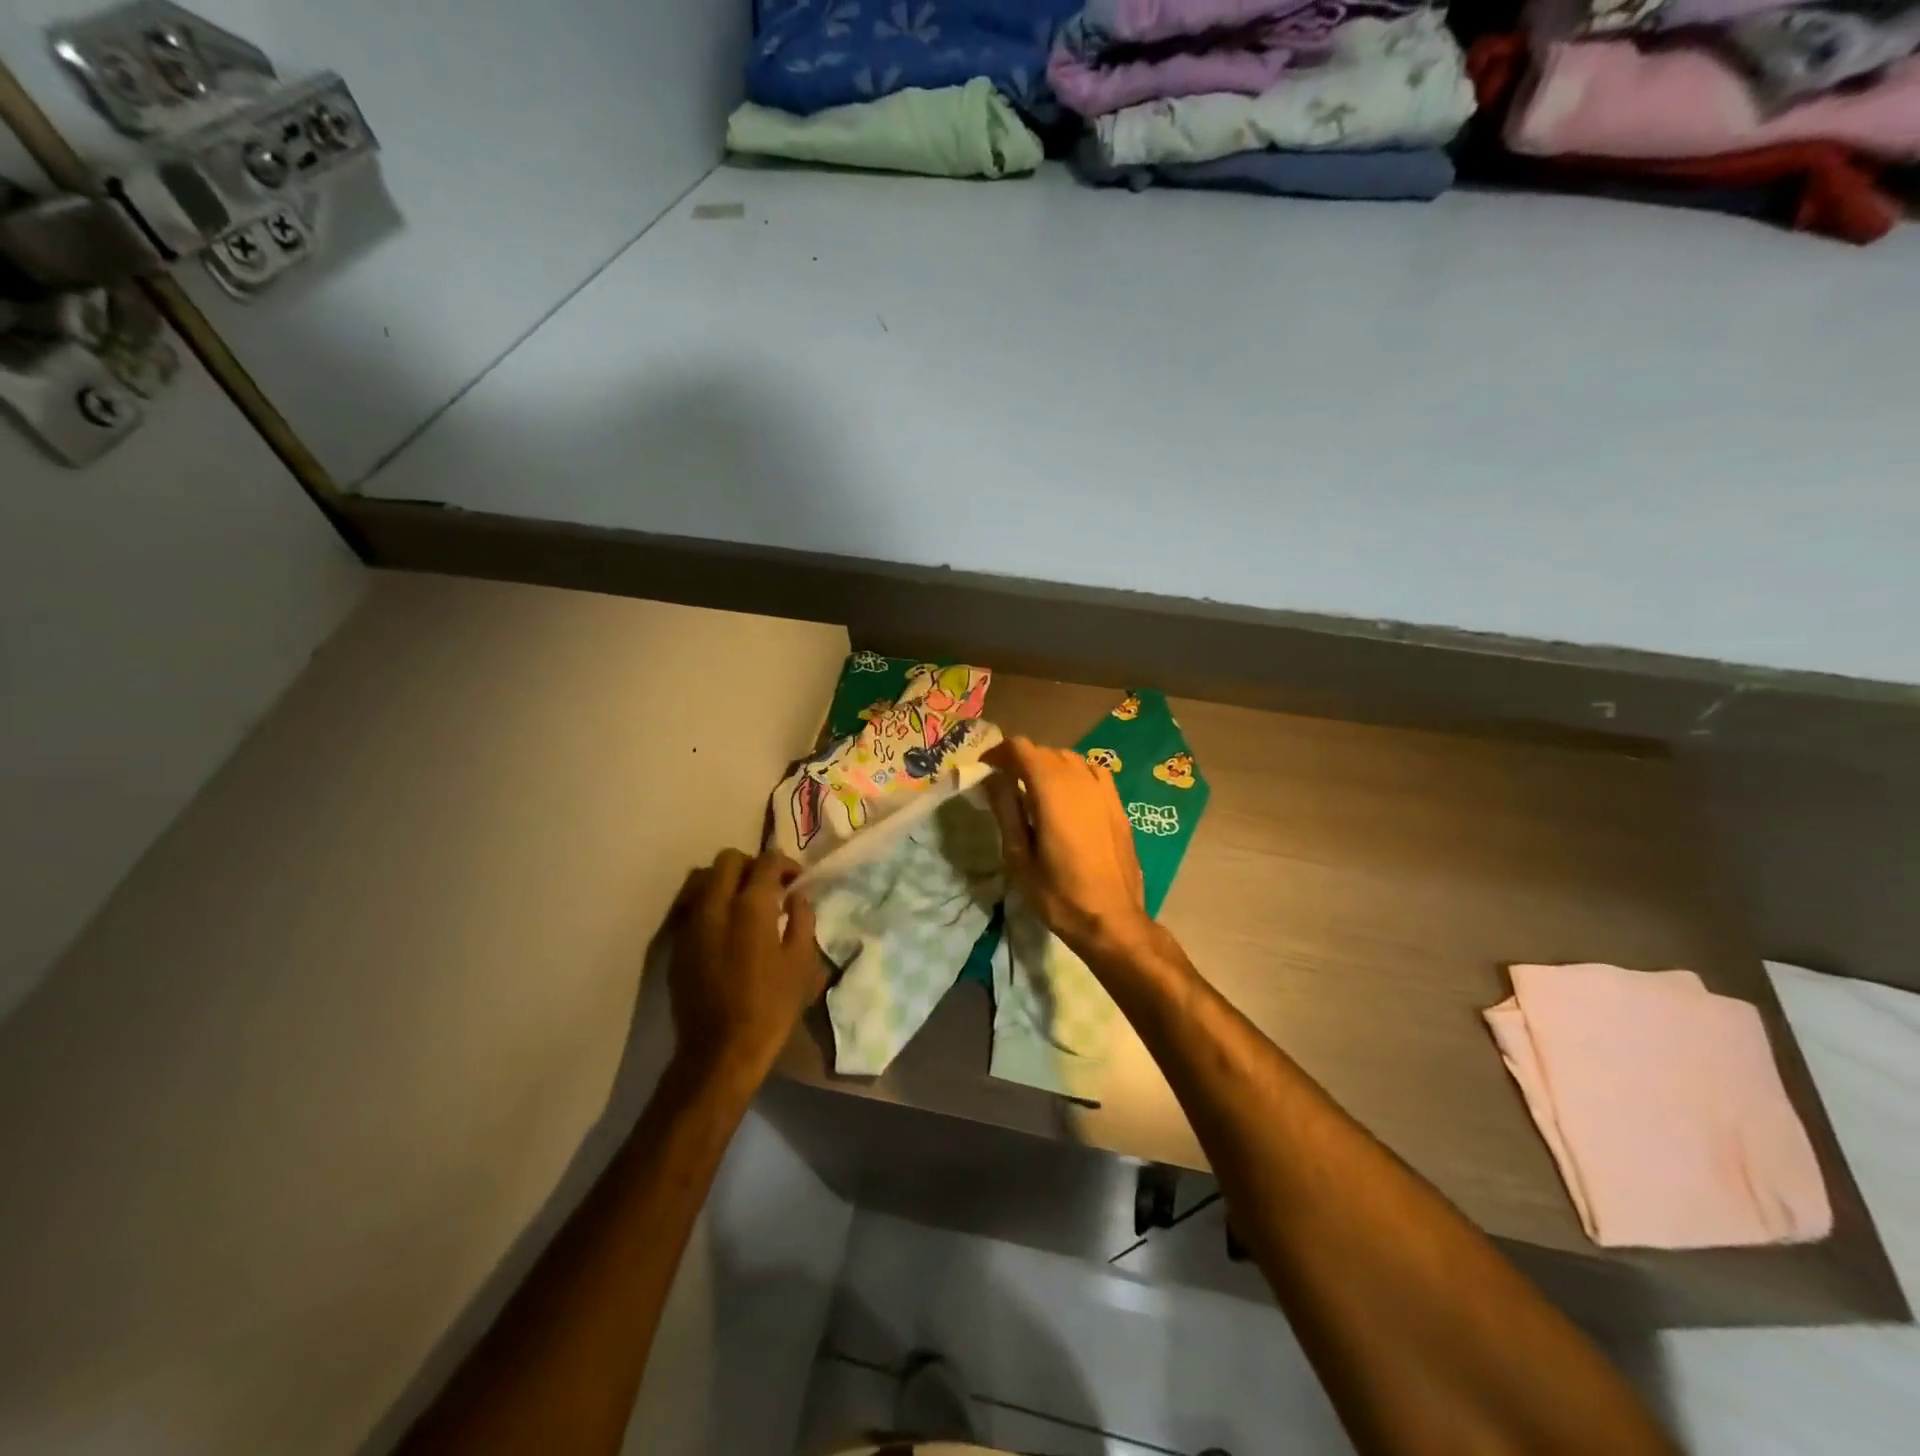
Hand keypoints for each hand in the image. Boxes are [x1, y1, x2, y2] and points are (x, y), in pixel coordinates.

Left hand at [668, 849, 824, 1088]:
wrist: (720, 1051)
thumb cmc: (770, 1007)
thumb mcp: (801, 963)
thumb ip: (802, 920)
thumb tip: (797, 896)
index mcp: (751, 906)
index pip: (767, 861)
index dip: (785, 864)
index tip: (795, 881)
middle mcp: (716, 905)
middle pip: (729, 859)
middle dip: (752, 865)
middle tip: (769, 888)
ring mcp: (691, 923)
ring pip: (704, 878)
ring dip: (726, 880)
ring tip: (743, 903)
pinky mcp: (677, 943)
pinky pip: (691, 905)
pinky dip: (709, 903)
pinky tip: (724, 927)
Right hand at [982, 737, 1155, 960]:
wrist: (1112, 920)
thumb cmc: (1058, 895)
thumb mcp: (1019, 857)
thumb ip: (1006, 810)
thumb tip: (993, 777)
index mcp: (1052, 791)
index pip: (1021, 749)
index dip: (999, 752)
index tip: (985, 768)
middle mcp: (1080, 780)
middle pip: (1045, 751)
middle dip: (1020, 759)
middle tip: (1003, 783)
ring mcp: (1104, 791)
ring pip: (1069, 759)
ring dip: (1047, 765)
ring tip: (1033, 789)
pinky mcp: (1118, 804)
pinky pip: (1092, 772)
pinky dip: (1074, 773)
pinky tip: (1068, 794)